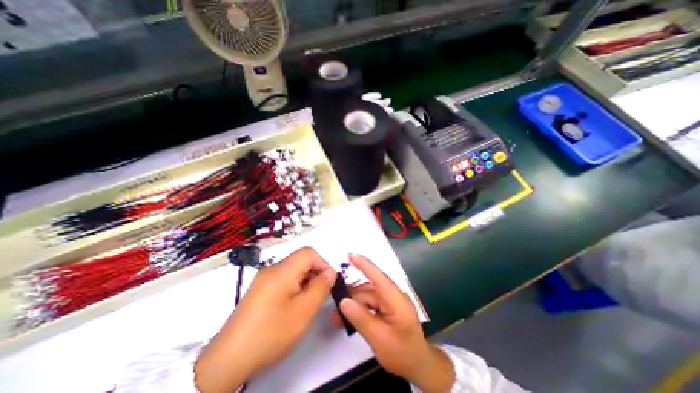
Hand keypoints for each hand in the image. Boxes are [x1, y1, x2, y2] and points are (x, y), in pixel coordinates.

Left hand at [193, 249, 336, 392]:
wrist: (228, 359)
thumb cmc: (270, 333)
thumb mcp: (303, 311)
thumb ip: (320, 288)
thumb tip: (330, 273)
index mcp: (282, 271)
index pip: (308, 253)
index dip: (323, 263)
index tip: (329, 282)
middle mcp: (271, 269)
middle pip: (300, 260)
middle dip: (315, 273)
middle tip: (320, 295)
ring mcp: (263, 279)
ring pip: (293, 270)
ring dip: (305, 281)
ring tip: (307, 303)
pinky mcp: (260, 289)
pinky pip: (283, 279)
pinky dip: (295, 287)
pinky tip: (293, 306)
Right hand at [339, 254, 454, 390]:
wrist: (419, 366)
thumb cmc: (402, 353)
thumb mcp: (379, 338)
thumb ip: (360, 318)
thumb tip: (344, 301)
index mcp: (395, 298)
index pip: (377, 276)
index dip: (364, 264)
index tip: (350, 255)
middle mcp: (392, 295)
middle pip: (367, 290)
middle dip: (350, 297)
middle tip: (334, 309)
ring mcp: (390, 301)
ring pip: (366, 297)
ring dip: (353, 305)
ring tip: (337, 318)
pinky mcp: (387, 308)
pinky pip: (370, 304)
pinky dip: (359, 310)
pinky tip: (348, 319)